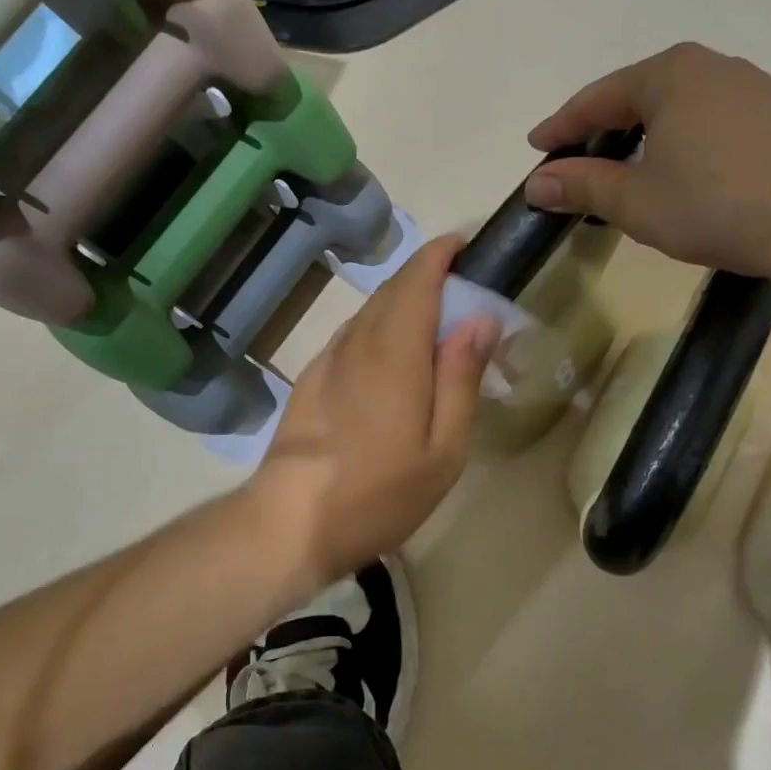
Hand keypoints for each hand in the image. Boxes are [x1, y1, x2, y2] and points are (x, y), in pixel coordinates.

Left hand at [253, 234, 499, 587]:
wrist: (290, 522)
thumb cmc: (379, 492)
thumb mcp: (443, 448)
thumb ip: (461, 378)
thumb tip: (480, 319)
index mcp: (396, 350)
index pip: (418, 277)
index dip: (442, 254)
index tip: (468, 248)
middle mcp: (358, 341)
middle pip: (394, 288)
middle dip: (428, 276)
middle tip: (464, 292)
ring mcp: (329, 359)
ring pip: (370, 310)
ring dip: (403, 302)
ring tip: (434, 325)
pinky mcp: (312, 379)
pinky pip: (353, 335)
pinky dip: (379, 328)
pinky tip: (392, 359)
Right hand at [523, 42, 770, 276]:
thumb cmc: (716, 201)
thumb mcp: (636, 201)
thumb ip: (583, 187)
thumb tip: (537, 185)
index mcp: (667, 75)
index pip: (596, 98)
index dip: (561, 126)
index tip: (537, 147)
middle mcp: (709, 67)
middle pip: (638, 95)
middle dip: (603, 128)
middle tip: (578, 158)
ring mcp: (751, 87)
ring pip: (679, 108)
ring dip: (646, 135)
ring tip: (628, 168)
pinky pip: (711, 121)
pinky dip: (683, 142)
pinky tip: (684, 172)